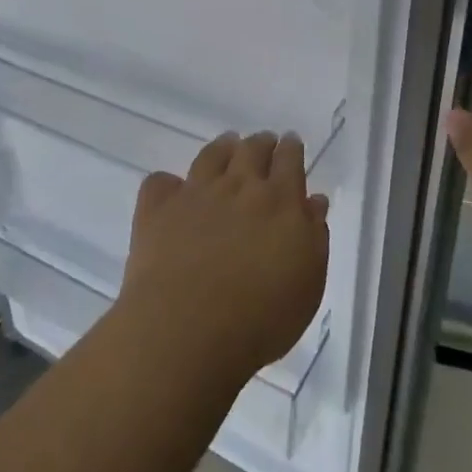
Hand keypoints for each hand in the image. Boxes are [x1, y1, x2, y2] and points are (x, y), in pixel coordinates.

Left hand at [118, 132, 329, 385]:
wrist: (188, 329)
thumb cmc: (261, 317)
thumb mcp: (308, 283)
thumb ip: (314, 236)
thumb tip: (313, 201)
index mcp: (280, 201)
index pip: (289, 161)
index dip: (291, 149)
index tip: (291, 143)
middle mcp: (238, 187)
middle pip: (251, 150)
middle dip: (261, 143)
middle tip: (264, 142)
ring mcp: (194, 194)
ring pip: (210, 156)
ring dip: (223, 147)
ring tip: (227, 145)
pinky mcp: (157, 209)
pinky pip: (161, 182)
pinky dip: (169, 182)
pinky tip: (172, 188)